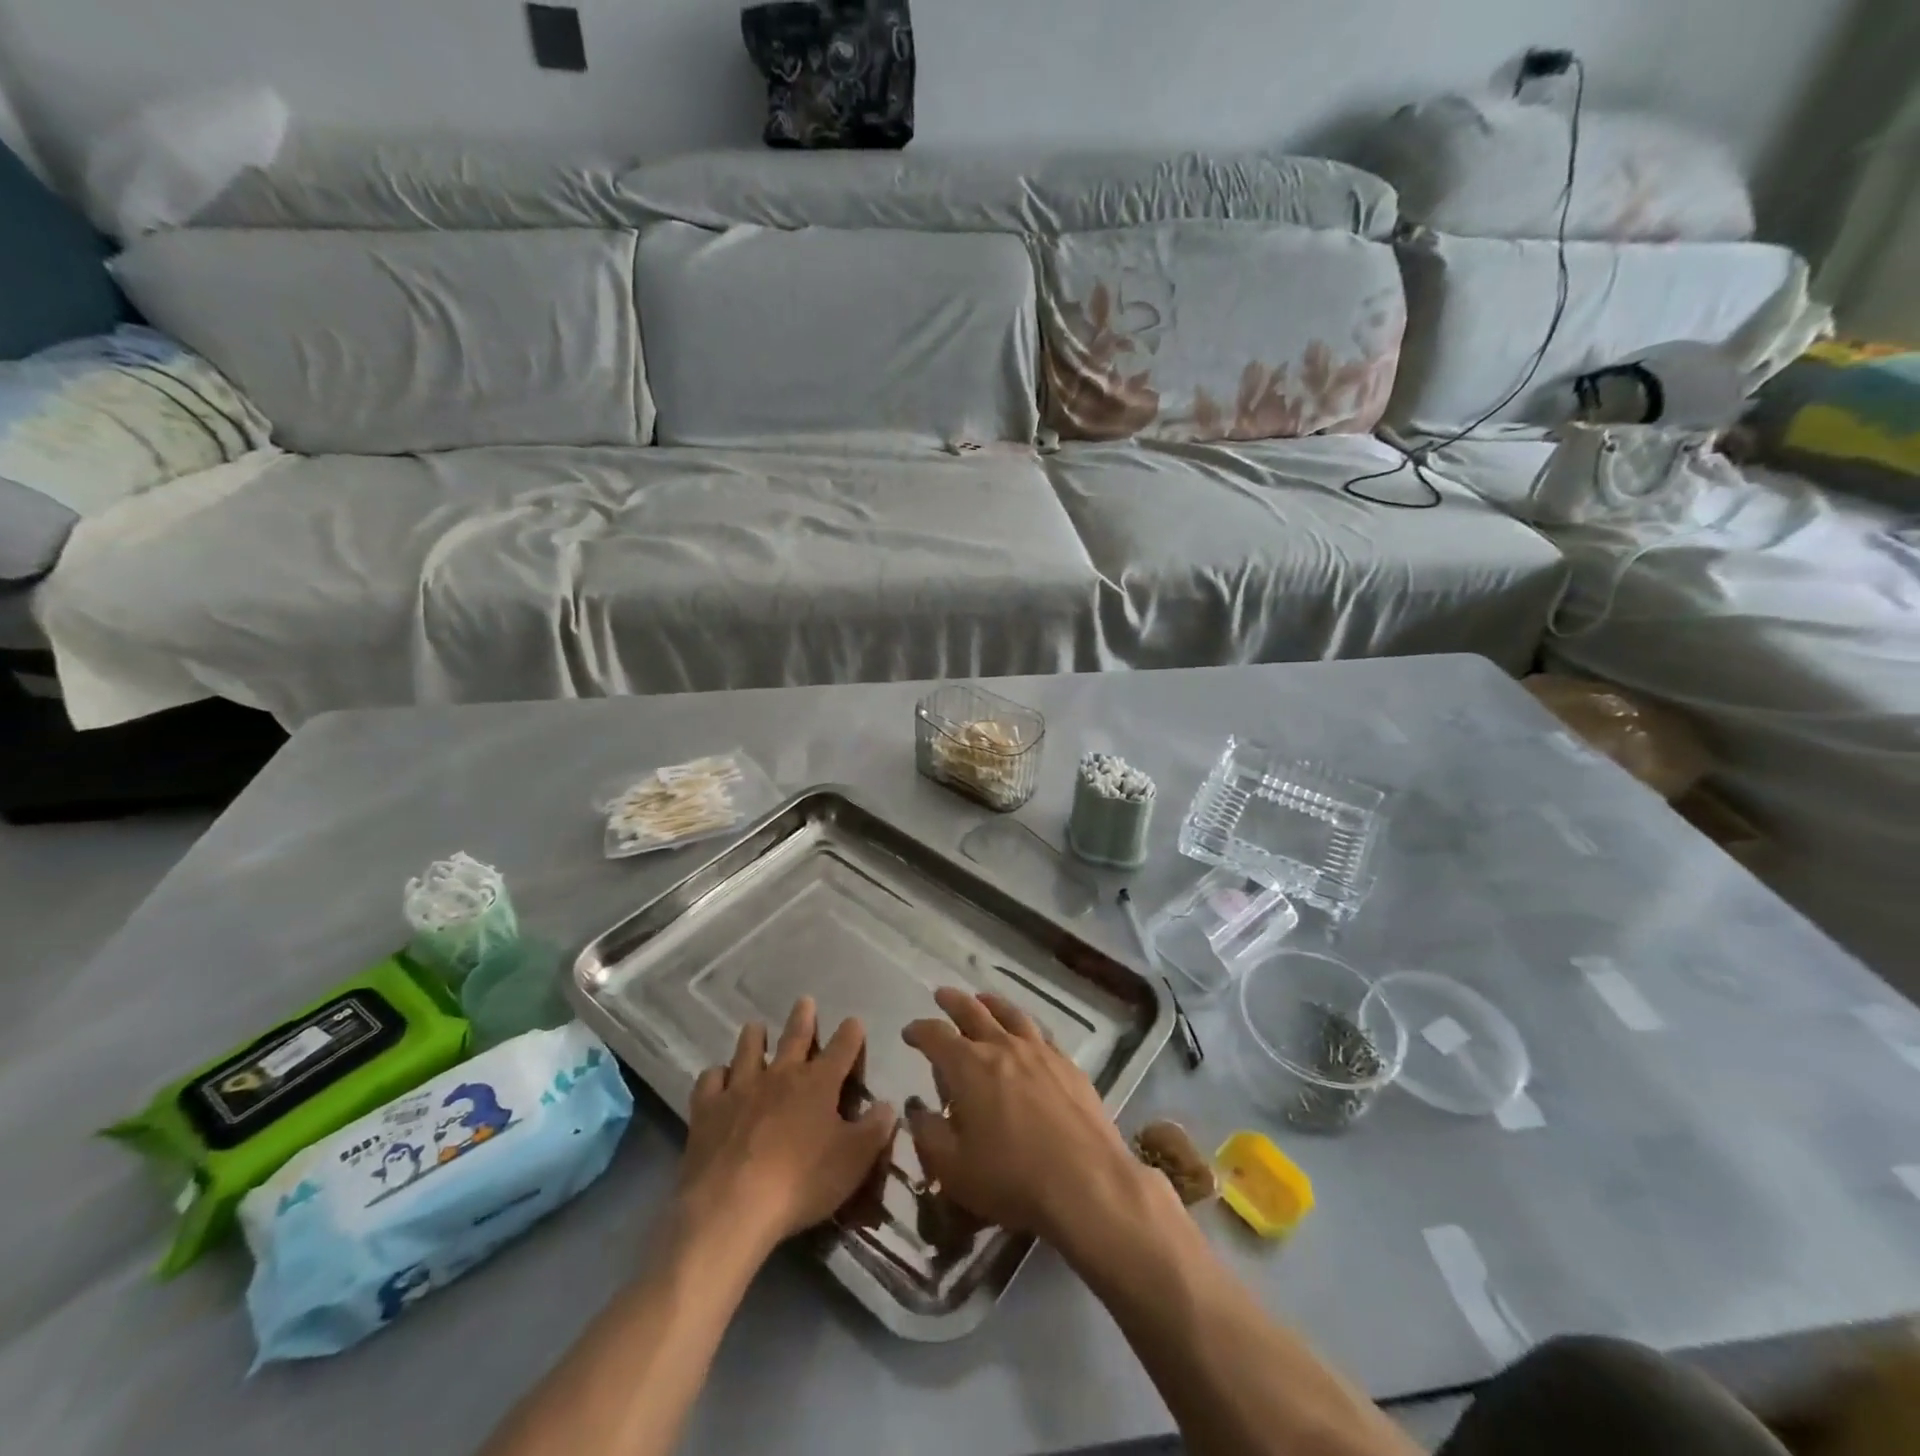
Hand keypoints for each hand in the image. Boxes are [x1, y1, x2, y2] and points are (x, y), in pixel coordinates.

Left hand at [678, 998, 896, 1254]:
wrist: (731, 1206)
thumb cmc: (801, 1182)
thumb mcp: (854, 1160)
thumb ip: (875, 1129)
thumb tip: (888, 1105)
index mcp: (819, 1083)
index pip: (842, 1047)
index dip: (851, 1033)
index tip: (854, 1022)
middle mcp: (781, 1075)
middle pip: (795, 1036)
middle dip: (803, 1018)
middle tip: (804, 1001)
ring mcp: (740, 1088)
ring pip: (748, 1049)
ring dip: (754, 1036)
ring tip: (755, 1027)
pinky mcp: (708, 1109)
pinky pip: (711, 1080)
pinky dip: (716, 1075)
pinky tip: (718, 1077)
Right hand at [902, 988, 1153, 1243]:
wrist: (1086, 1182)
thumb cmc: (1011, 1178)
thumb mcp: (953, 1168)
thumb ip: (928, 1134)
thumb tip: (917, 1109)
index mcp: (968, 1066)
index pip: (935, 1035)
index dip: (919, 1030)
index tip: (909, 1032)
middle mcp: (1002, 1046)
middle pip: (973, 1012)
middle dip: (953, 1002)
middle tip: (941, 995)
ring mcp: (1039, 1052)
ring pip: (1010, 1014)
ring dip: (991, 1003)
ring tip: (982, 999)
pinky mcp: (1068, 1065)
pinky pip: (1041, 1033)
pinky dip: (1025, 1026)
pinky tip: (1027, 1033)